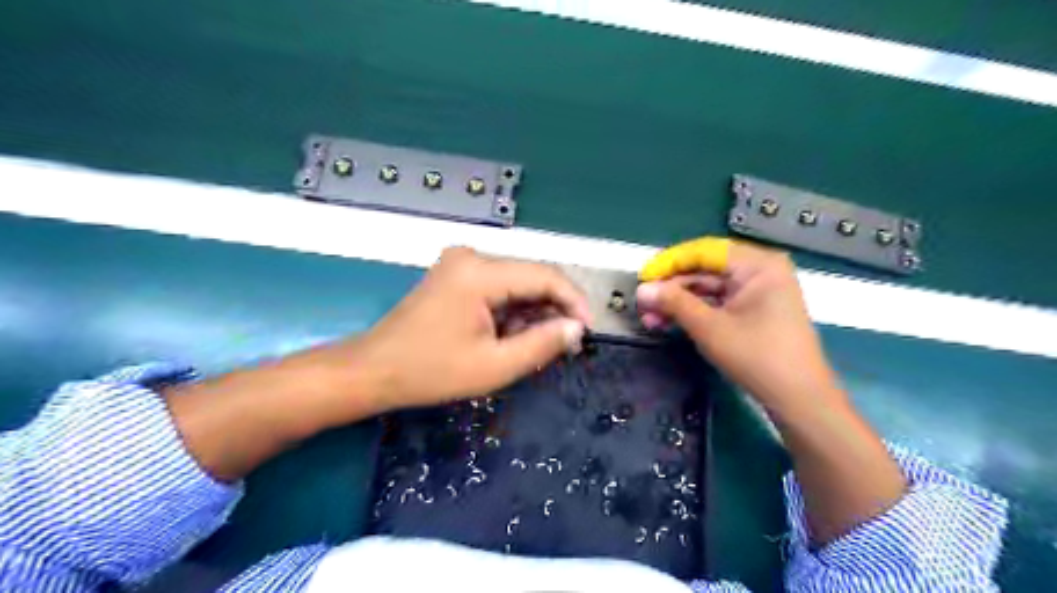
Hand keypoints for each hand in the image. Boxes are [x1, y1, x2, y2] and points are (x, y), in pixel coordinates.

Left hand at [353, 246, 585, 412]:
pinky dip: (512, 311)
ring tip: (537, 346)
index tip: (587, 330)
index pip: (544, 275)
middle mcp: (472, 257)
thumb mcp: (494, 366)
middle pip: (531, 277)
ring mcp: (461, 264)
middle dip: (553, 310)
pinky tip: (512, 336)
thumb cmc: (431, 372)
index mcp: (479, 273)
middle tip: (565, 345)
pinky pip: (498, 288)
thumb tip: (575, 328)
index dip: (573, 301)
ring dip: (532, 313)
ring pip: (517, 284)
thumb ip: (542, 344)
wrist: (374, 370)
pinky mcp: (456, 275)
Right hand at [635, 235, 844, 410]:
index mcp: (757, 265)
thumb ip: (674, 303)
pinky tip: (669, 323)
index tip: (642, 278)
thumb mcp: (709, 328)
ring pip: (707, 288)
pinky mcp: (753, 311)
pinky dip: (693, 312)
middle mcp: (759, 271)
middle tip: (642, 304)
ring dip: (678, 302)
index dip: (669, 262)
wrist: (798, 399)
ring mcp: (757, 292)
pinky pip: (717, 303)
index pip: (703, 251)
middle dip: (671, 288)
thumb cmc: (757, 357)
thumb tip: (642, 290)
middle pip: (704, 269)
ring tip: (649, 319)